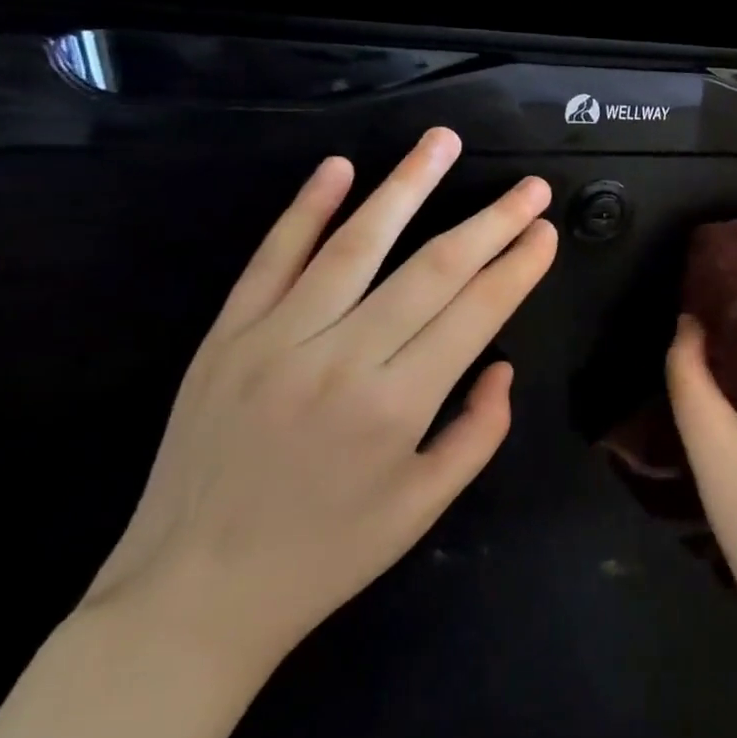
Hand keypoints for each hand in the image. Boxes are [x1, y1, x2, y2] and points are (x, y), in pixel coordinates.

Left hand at [84, 128, 556, 670]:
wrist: (191, 596)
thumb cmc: (325, 556)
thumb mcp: (424, 508)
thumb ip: (479, 431)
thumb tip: (502, 364)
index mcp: (396, 405)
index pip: (476, 311)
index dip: (518, 265)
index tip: (546, 231)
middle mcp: (341, 358)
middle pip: (432, 267)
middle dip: (491, 220)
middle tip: (531, 187)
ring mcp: (276, 339)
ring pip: (356, 244)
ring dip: (407, 186)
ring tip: (443, 141)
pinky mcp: (226, 335)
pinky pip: (271, 259)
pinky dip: (306, 210)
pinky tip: (339, 168)